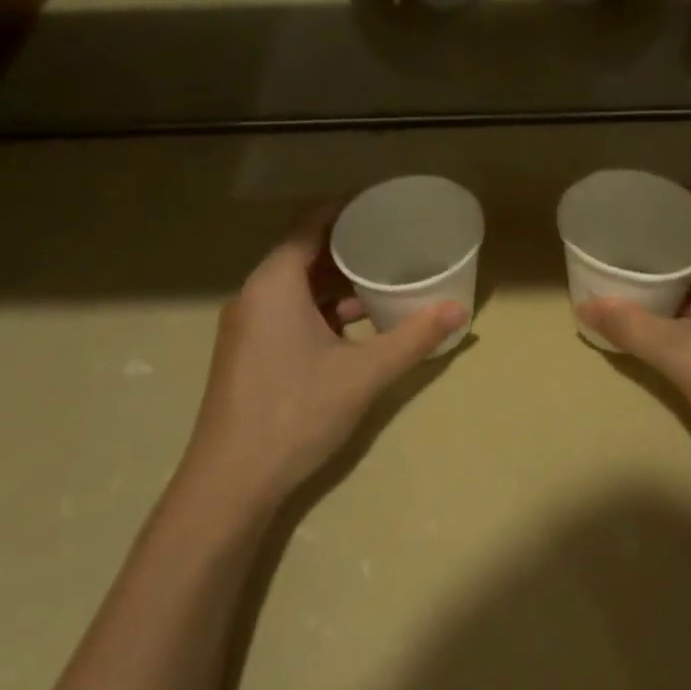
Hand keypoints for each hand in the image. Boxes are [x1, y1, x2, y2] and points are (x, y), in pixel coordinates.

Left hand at [181, 210, 466, 514]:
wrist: (230, 482)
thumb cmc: (296, 412)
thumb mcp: (363, 373)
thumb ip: (413, 338)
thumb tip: (460, 309)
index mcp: (275, 283)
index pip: (310, 224)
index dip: (346, 210)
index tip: (382, 206)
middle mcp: (254, 294)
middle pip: (303, 253)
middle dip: (347, 248)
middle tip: (391, 243)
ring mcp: (246, 326)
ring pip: (294, 287)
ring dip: (334, 283)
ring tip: (381, 283)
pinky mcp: (246, 353)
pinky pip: (286, 312)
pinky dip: (319, 310)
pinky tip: (353, 329)